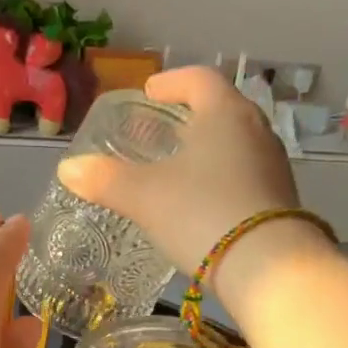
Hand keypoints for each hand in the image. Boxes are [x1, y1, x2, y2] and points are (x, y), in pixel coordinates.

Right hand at [58, 66, 302, 273]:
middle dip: (188, 116)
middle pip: (220, 109)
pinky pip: (243, 174)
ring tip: (176, 168)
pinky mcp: (278, 199)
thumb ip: (104, 179)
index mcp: (224, 114)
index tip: (149, 93)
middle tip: (159, 132)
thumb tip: (68, 168)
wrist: (267, 267)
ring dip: (205, 148)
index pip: (198, 79)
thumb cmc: (201, 214)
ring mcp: (272, 165)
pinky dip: (218, 176)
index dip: (171, 82)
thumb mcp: (143, 196)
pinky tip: (200, 201)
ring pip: (234, 143)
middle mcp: (255, 130)